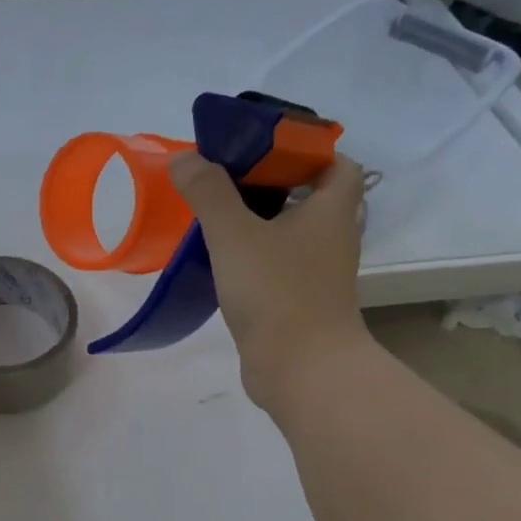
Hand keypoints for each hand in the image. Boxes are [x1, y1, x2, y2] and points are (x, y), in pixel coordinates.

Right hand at [166, 149, 375, 412]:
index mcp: (331, 209)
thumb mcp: (235, 234)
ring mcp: (316, 272)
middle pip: (308, 195)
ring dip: (257, 220)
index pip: (335, 162)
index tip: (261, 149)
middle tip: (224, 178)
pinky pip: (276, 264)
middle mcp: (331, 236)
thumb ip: (208, 192)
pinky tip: (219, 259)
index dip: (304, 149)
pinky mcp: (298, 301)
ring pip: (289, 232)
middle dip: (269, 183)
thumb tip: (184, 157)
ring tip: (214, 213)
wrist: (302, 370)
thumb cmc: (277, 293)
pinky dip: (252, 255)